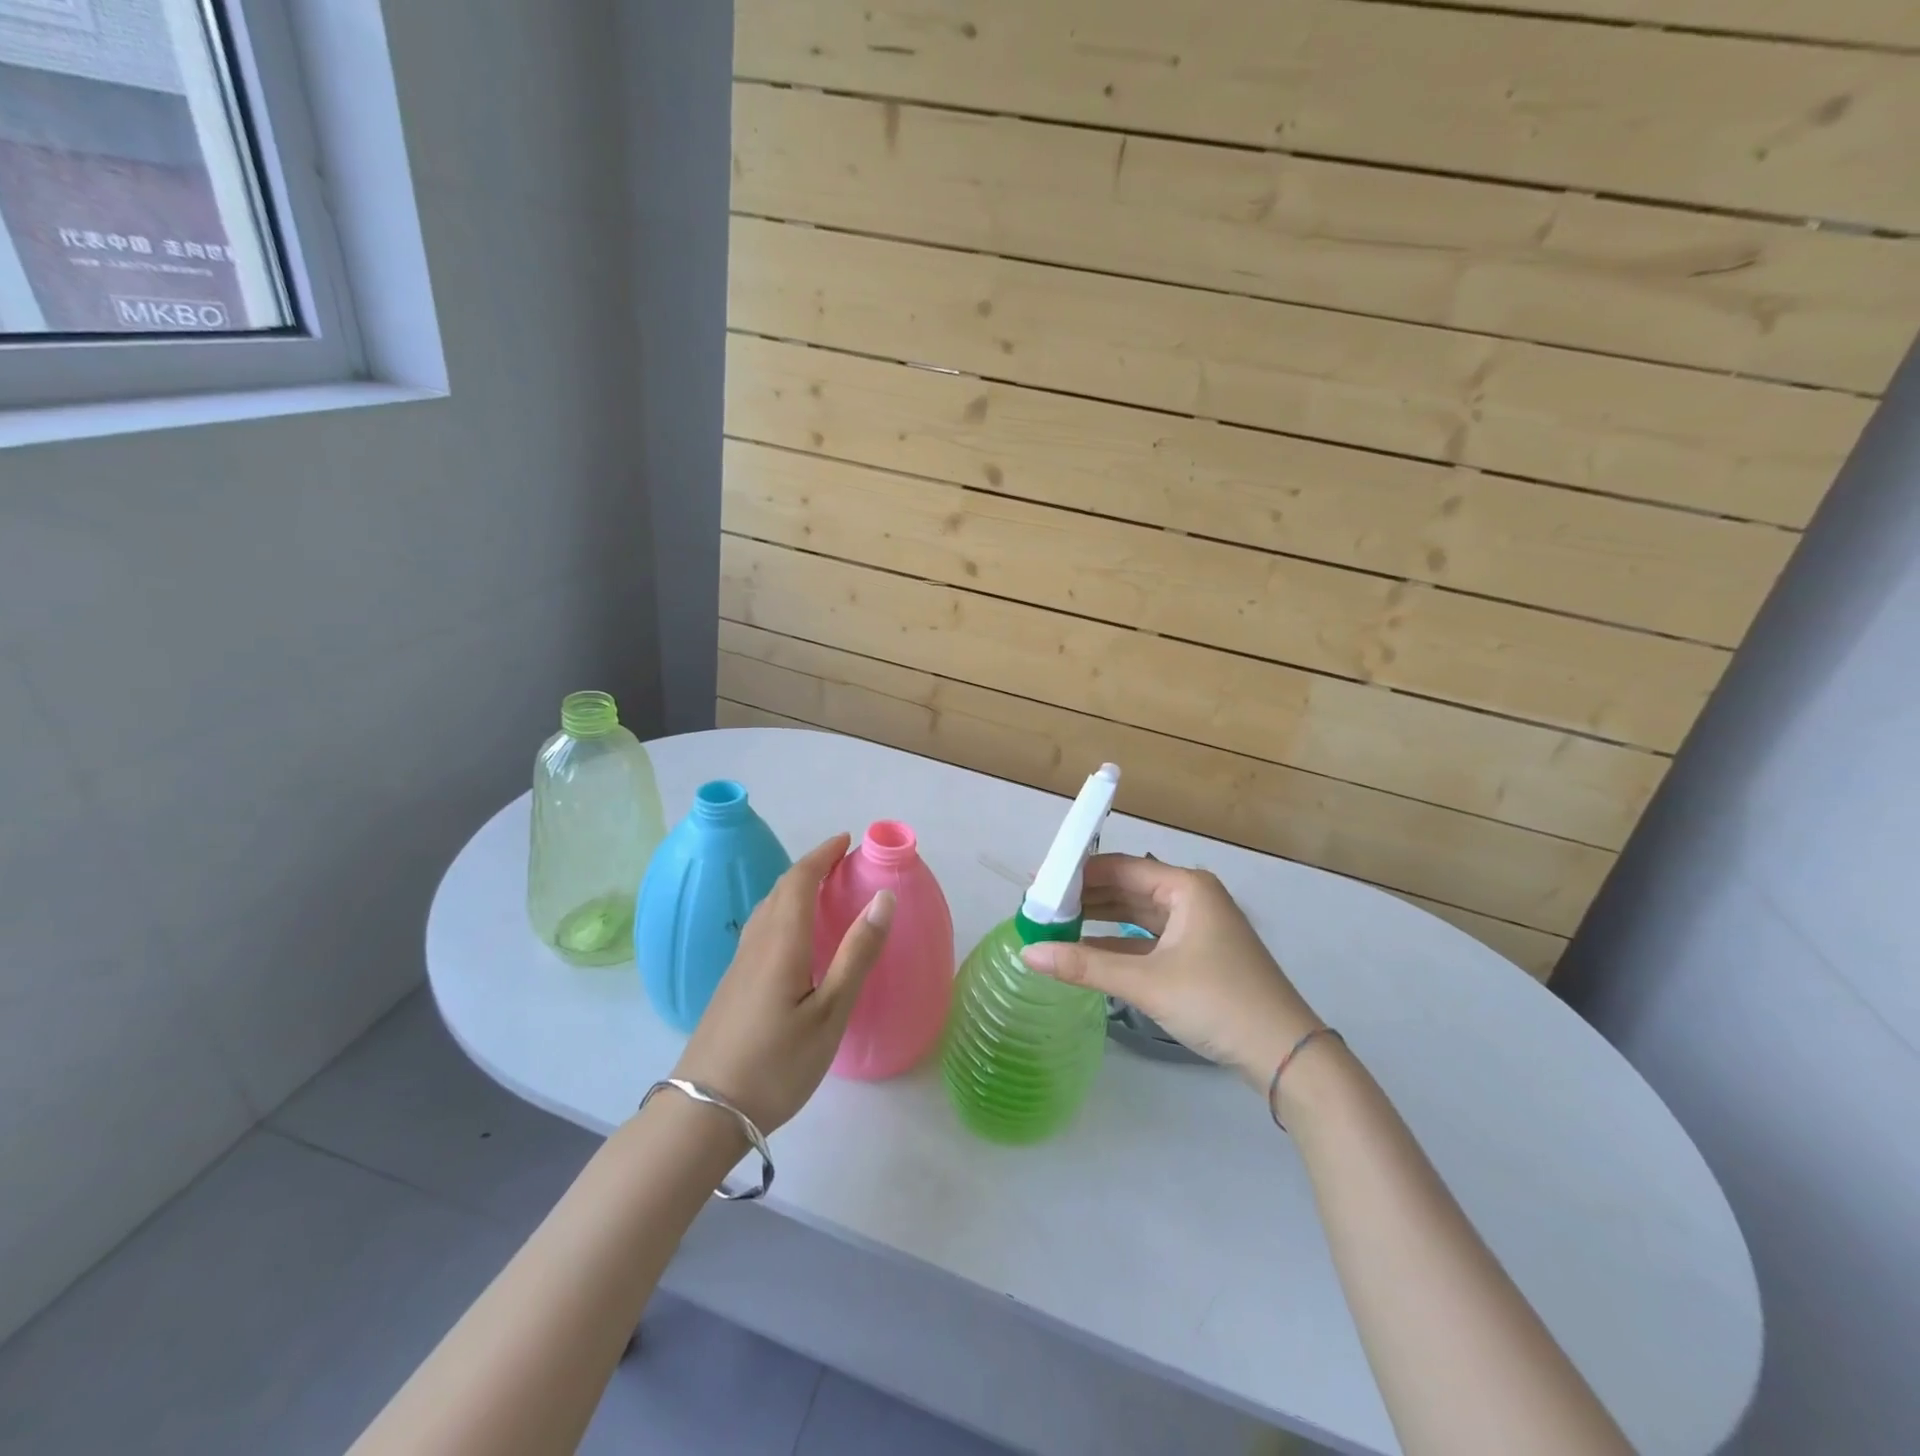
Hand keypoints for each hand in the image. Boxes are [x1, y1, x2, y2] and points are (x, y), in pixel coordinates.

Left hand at [672, 834, 893, 1131]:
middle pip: (781, 890)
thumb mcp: (829, 1013)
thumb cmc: (776, 1064)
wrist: (704, 1113)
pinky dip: (783, 912)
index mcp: (782, 942)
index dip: (822, 855)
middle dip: (811, 867)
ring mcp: (739, 966)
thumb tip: (883, 898)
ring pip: (767, 909)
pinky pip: (761, 929)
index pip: (800, 881)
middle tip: (842, 863)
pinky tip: (794, 937)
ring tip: (822, 891)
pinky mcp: (732, 986)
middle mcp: (757, 944)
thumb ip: (857, 954)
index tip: (847, 840)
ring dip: (794, 888)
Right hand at [1021, 854, 1320, 1088]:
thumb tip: (1027, 953)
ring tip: (1055, 926)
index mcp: (1185, 887)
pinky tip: (1087, 951)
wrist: (1286, 1055)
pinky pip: (1148, 939)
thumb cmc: (1217, 1002)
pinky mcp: (1198, 956)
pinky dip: (1118, 943)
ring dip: (1099, 920)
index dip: (1077, 874)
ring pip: (1137, 914)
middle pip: (1127, 888)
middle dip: (1085, 897)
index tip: (1038, 884)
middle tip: (1040, 907)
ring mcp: (1197, 927)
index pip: (1120, 867)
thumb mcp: (1146, 982)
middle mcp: (1191, 898)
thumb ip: (1085, 965)